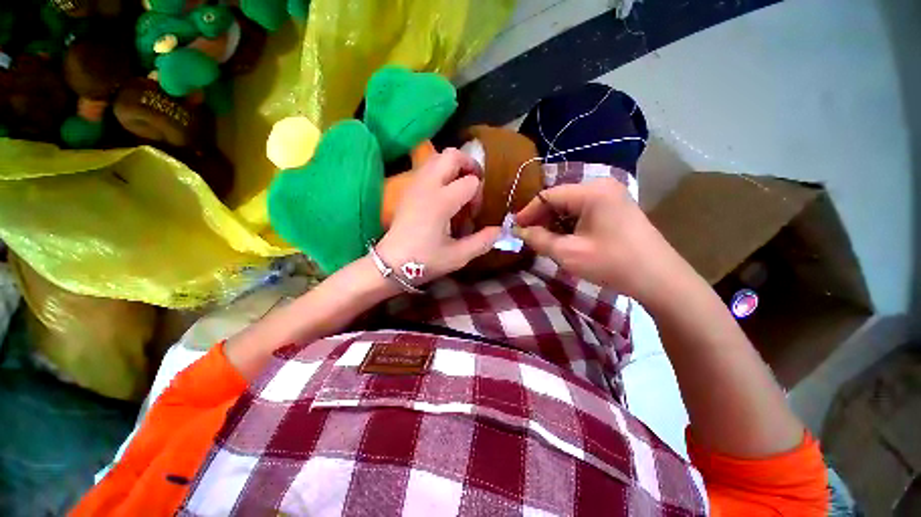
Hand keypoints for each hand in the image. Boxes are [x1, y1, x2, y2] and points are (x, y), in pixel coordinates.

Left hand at [377, 149, 500, 283]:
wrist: (391, 264)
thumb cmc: (424, 261)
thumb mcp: (458, 256)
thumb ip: (482, 241)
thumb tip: (500, 230)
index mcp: (442, 201)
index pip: (471, 182)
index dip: (478, 196)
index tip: (473, 215)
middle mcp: (428, 185)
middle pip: (452, 155)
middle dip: (469, 165)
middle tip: (474, 186)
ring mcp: (415, 184)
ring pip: (437, 157)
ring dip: (454, 167)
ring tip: (459, 189)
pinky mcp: (408, 189)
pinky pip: (427, 168)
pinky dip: (441, 172)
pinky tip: (443, 194)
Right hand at [514, 178, 682, 302]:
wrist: (660, 280)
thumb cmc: (612, 264)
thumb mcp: (568, 253)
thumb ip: (539, 239)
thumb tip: (520, 231)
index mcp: (592, 192)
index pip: (548, 196)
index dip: (528, 212)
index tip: (515, 228)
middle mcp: (602, 187)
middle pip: (560, 199)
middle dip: (542, 218)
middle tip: (529, 237)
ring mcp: (612, 197)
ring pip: (571, 206)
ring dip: (555, 223)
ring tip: (544, 240)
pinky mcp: (617, 209)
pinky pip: (584, 212)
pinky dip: (570, 225)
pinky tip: (565, 239)